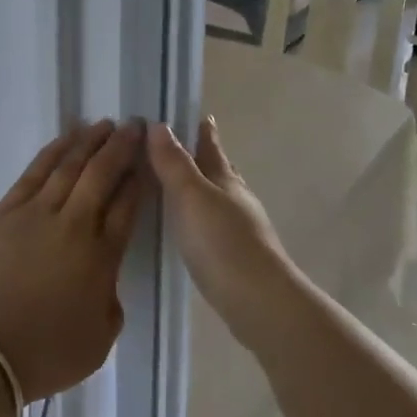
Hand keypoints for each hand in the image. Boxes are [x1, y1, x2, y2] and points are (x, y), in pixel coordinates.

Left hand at [0, 120, 145, 400]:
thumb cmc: (45, 354)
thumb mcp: (99, 340)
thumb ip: (110, 301)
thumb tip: (104, 279)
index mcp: (101, 256)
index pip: (127, 206)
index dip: (138, 180)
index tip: (147, 159)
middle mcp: (73, 225)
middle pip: (102, 175)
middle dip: (121, 148)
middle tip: (134, 125)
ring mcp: (35, 213)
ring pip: (68, 166)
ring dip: (90, 142)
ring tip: (104, 124)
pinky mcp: (3, 212)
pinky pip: (34, 173)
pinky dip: (53, 151)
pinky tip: (66, 139)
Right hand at [147, 118, 297, 329]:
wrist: (258, 301)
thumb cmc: (223, 242)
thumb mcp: (191, 196)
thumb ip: (174, 163)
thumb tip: (158, 124)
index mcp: (225, 179)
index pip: (212, 146)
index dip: (203, 130)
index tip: (197, 114)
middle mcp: (235, 199)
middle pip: (219, 170)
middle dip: (203, 157)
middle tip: (182, 146)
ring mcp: (239, 229)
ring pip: (217, 198)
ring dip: (200, 188)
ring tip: (179, 185)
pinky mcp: (234, 257)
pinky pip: (212, 225)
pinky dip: (199, 218)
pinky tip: (188, 228)